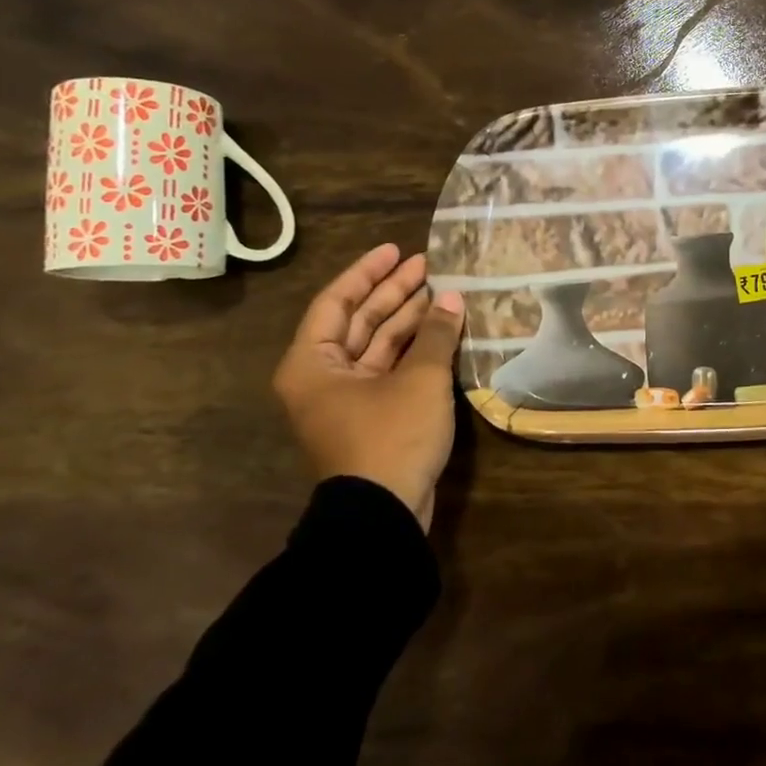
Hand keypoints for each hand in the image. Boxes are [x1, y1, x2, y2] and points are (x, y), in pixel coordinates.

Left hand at [273, 243, 465, 529]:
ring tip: (442, 294)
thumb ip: (435, 334)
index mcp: (313, 362)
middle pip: (358, 321)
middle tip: (428, 266)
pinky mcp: (372, 418)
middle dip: (393, 293)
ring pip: (377, 347)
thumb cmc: (390, 437)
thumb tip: (452, 299)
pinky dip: (413, 351)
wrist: (383, 515)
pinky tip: (441, 332)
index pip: (337, 301)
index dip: (368, 272)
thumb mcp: (418, 380)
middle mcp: (322, 376)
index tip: (397, 251)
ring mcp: (347, 399)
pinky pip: (389, 371)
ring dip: (408, 321)